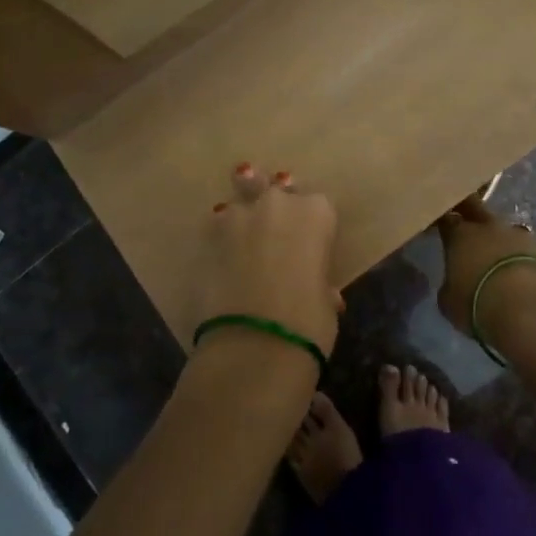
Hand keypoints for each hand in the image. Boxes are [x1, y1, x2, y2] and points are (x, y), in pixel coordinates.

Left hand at [191, 164, 340, 356]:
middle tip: (275, 225)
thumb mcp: (327, 302)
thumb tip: (319, 290)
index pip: (319, 205)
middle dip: (276, 205)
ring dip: (244, 213)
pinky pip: (217, 225)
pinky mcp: (209, 237)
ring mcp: (240, 217)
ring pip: (241, 199)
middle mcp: (278, 204)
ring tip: (242, 227)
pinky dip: (221, 235)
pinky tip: (221, 248)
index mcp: (316, 213)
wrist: (254, 345)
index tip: (311, 243)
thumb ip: (319, 283)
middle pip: (277, 191)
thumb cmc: (307, 324)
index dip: (314, 224)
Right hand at [435, 196, 535, 343]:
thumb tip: (455, 284)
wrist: (532, 313)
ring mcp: (527, 236)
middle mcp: (493, 228)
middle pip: (480, 210)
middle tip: (473, 232)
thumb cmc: (479, 306)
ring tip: (510, 268)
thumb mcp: (449, 302)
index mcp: (462, 236)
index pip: (448, 220)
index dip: (446, 222)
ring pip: (514, 233)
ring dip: (510, 245)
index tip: (444, 228)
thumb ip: (450, 286)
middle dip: (475, 217)